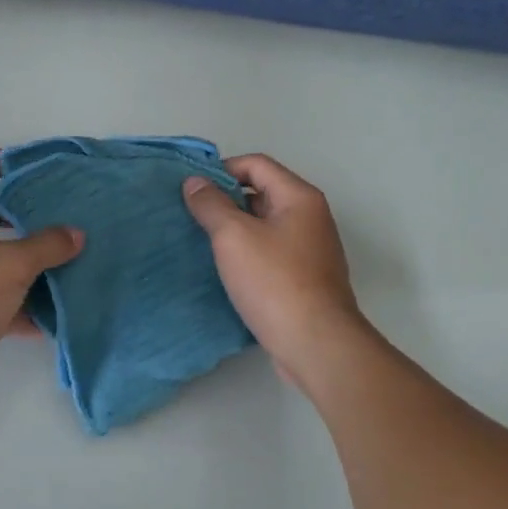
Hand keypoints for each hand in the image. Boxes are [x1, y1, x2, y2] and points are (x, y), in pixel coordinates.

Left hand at [0, 149, 82, 412]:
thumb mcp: (10, 265)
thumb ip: (47, 245)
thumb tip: (76, 234)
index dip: (3, 160)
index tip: (38, 167)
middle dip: (25, 213)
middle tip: (63, 213)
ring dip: (27, 259)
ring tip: (68, 257)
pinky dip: (21, 301)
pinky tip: (55, 311)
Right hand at [183, 154, 365, 374]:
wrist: (316, 344)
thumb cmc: (274, 282)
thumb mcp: (233, 236)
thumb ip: (211, 204)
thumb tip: (195, 181)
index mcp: (299, 197)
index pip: (256, 164)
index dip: (222, 170)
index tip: (192, 189)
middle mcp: (310, 217)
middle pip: (262, 193)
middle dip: (225, 200)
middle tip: (191, 216)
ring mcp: (310, 250)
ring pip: (264, 226)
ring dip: (234, 230)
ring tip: (201, 242)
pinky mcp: (305, 280)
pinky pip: (270, 253)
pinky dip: (247, 254)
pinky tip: (225, 270)